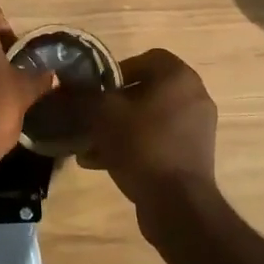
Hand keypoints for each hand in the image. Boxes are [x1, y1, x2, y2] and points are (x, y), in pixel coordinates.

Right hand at [78, 49, 217, 212]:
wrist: (178, 205)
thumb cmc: (142, 145)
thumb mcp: (104, 114)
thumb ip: (84, 94)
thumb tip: (66, 85)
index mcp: (178, 77)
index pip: (144, 59)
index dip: (115, 71)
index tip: (95, 90)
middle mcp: (194, 96)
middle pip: (144, 91)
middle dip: (113, 105)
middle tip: (90, 118)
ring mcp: (197, 128)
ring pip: (148, 119)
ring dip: (118, 128)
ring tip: (89, 146)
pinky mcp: (193, 155)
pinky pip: (157, 140)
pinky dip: (133, 146)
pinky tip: (102, 163)